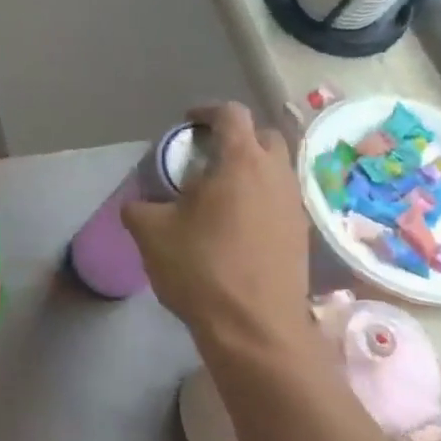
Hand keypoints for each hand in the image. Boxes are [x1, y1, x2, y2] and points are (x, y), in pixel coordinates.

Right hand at [121, 104, 312, 362]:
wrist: (254, 328)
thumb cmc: (201, 269)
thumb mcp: (151, 234)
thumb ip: (139, 208)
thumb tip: (138, 203)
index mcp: (241, 163)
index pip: (231, 114)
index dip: (207, 112)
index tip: (187, 124)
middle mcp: (275, 175)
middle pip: (264, 136)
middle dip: (236, 137)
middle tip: (205, 156)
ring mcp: (294, 205)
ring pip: (277, 169)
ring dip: (251, 168)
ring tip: (218, 192)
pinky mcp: (301, 234)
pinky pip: (281, 198)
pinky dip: (260, 197)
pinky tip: (236, 223)